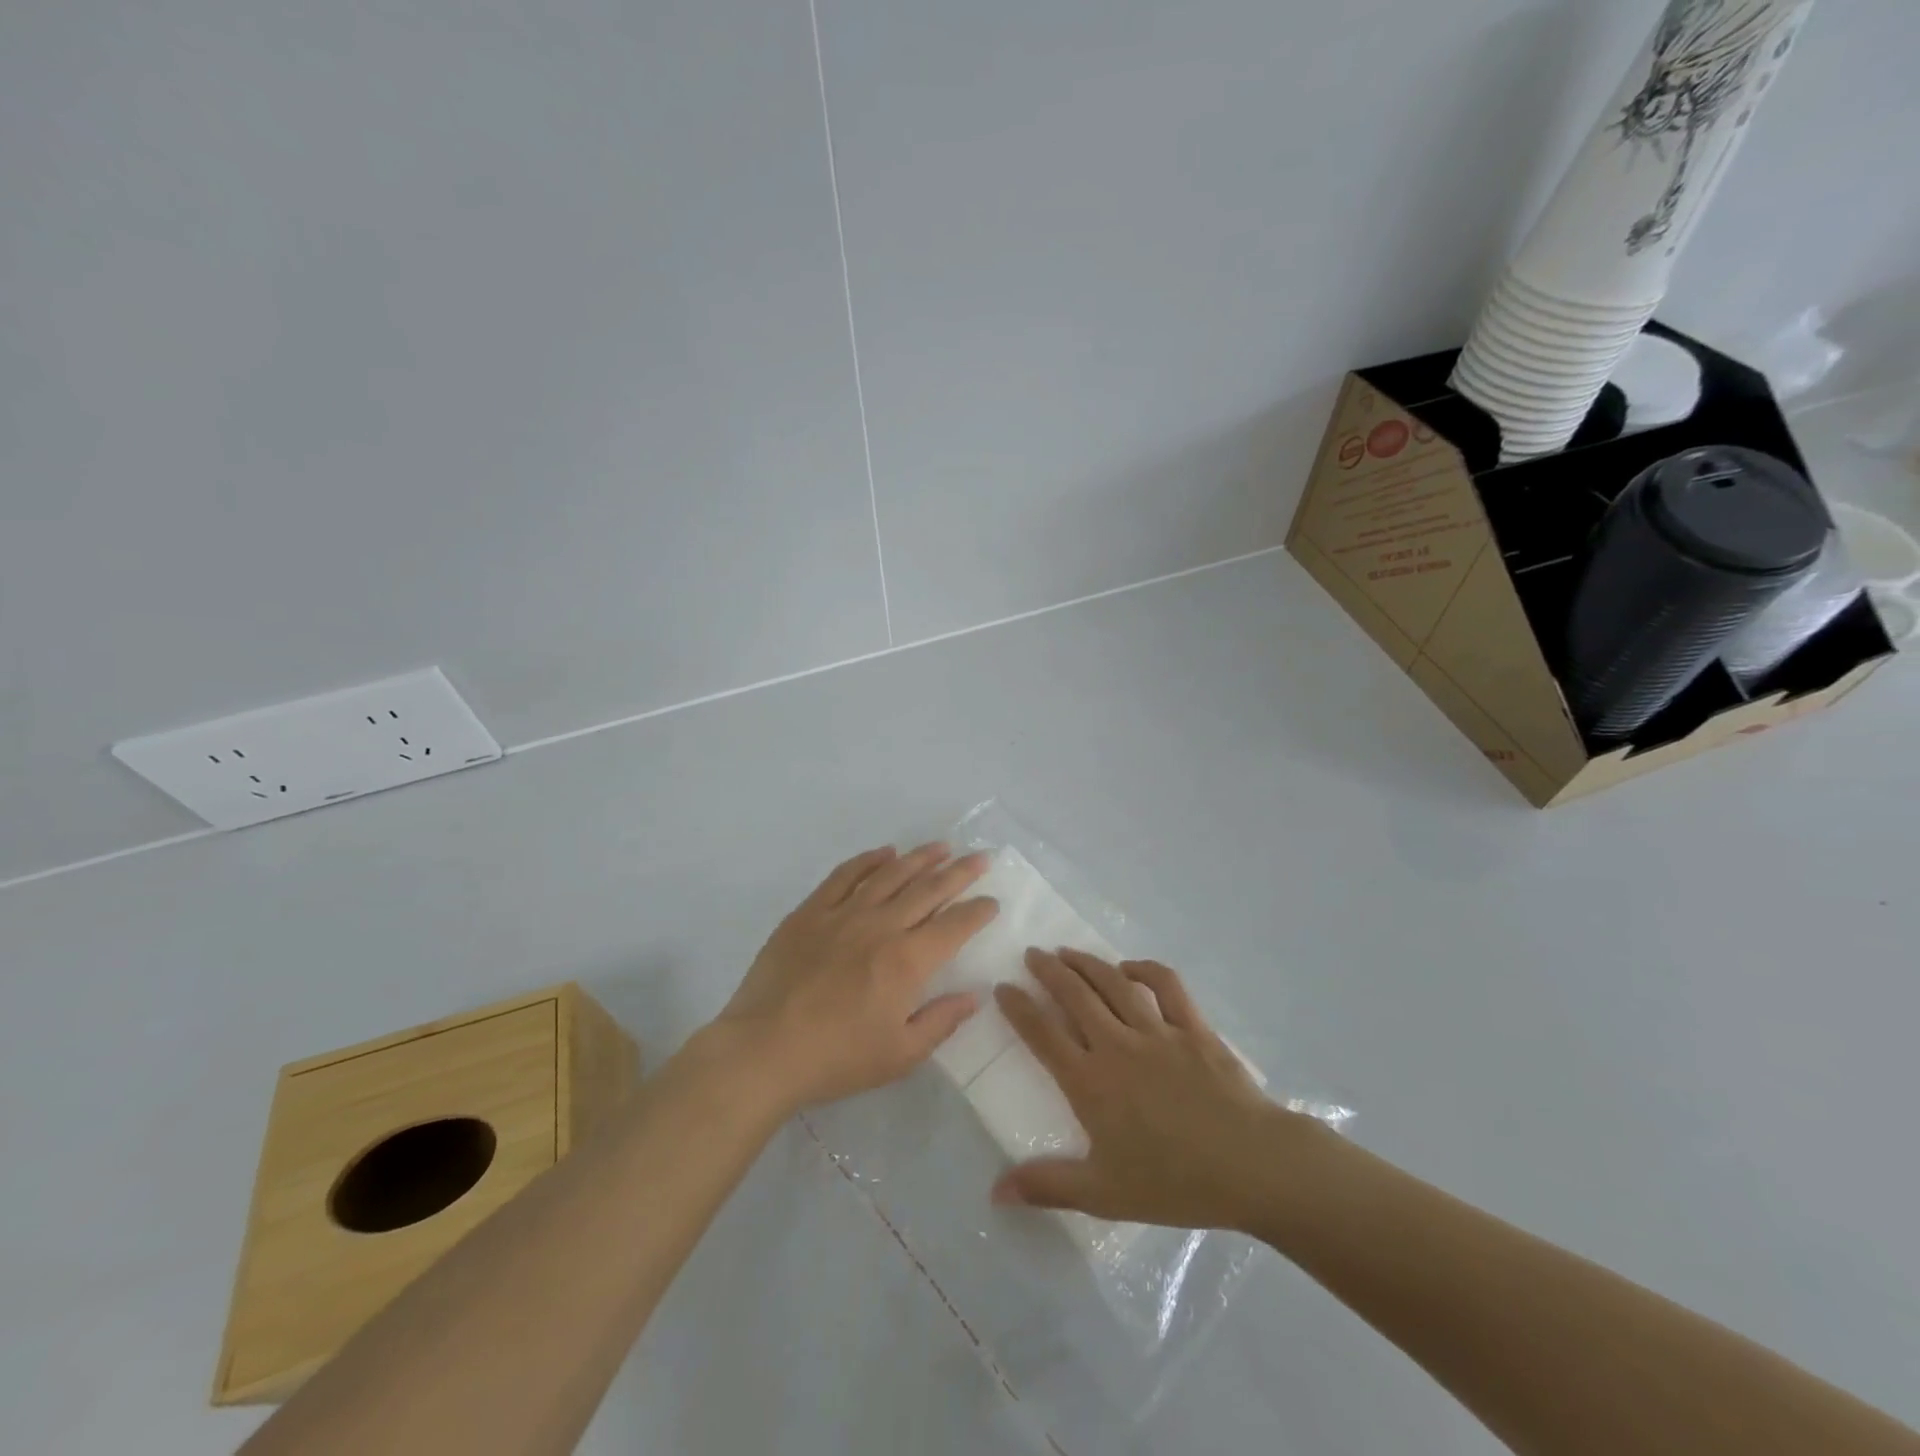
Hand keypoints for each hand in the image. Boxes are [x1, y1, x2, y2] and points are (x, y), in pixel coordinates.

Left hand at [716, 843, 998, 1111]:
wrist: (763, 1050)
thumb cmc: (837, 1059)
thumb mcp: (901, 1054)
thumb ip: (942, 1021)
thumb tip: (974, 994)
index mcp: (907, 961)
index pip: (954, 925)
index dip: (978, 911)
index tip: (992, 901)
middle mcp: (881, 926)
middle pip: (928, 889)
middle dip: (959, 872)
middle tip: (981, 858)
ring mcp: (843, 914)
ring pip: (890, 874)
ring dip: (920, 858)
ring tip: (941, 846)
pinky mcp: (810, 912)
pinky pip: (845, 876)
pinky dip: (868, 860)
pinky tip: (884, 853)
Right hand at [991, 949, 1303, 1231]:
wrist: (1251, 1166)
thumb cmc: (1174, 1182)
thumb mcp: (1104, 1195)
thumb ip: (1048, 1186)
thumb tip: (995, 1191)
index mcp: (1091, 1082)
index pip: (1043, 1034)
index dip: (1019, 1008)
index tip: (1003, 987)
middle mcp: (1117, 1045)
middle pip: (1074, 996)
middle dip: (1048, 970)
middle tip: (1032, 953)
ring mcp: (1157, 1031)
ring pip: (1112, 983)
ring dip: (1086, 963)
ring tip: (1067, 951)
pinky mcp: (1192, 1027)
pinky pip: (1165, 985)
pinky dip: (1144, 969)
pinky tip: (1129, 967)